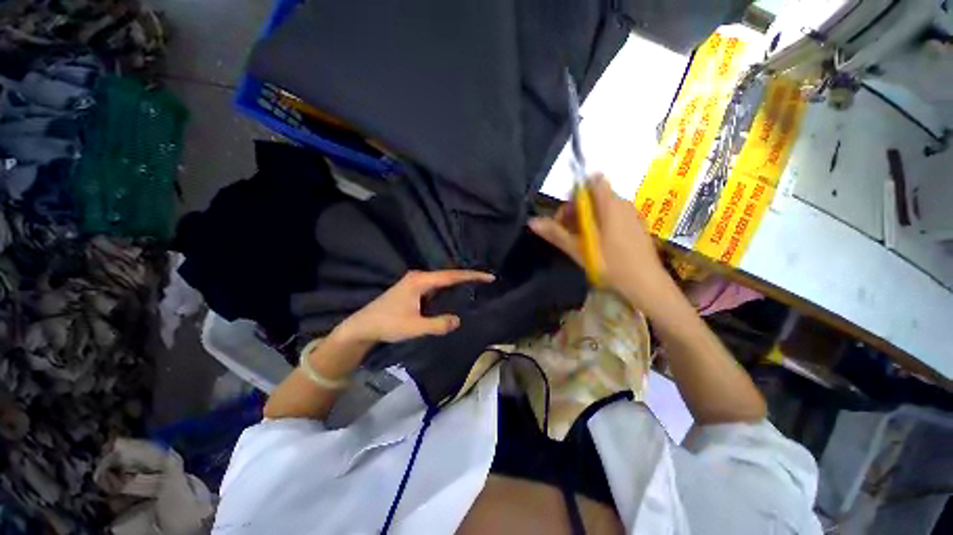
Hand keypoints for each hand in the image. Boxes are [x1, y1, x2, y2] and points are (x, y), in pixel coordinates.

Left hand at [333, 270, 494, 344]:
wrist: (363, 326)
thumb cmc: (388, 324)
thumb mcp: (414, 327)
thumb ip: (438, 325)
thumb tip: (458, 320)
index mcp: (420, 281)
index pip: (452, 276)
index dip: (471, 276)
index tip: (489, 277)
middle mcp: (419, 277)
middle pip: (448, 275)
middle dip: (467, 277)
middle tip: (486, 281)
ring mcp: (415, 282)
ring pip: (442, 280)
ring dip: (458, 282)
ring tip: (476, 285)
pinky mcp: (412, 289)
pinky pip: (436, 286)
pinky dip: (448, 289)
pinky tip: (455, 293)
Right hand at [528, 174, 673, 313]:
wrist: (647, 285)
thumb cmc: (611, 266)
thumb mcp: (579, 250)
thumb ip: (556, 234)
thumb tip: (532, 221)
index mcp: (609, 205)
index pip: (590, 183)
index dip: (574, 197)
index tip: (565, 217)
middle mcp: (622, 204)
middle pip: (594, 196)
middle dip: (577, 212)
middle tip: (568, 235)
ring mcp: (631, 214)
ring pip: (603, 207)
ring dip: (587, 219)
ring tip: (581, 243)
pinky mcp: (636, 225)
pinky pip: (613, 216)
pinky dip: (600, 224)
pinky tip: (598, 245)